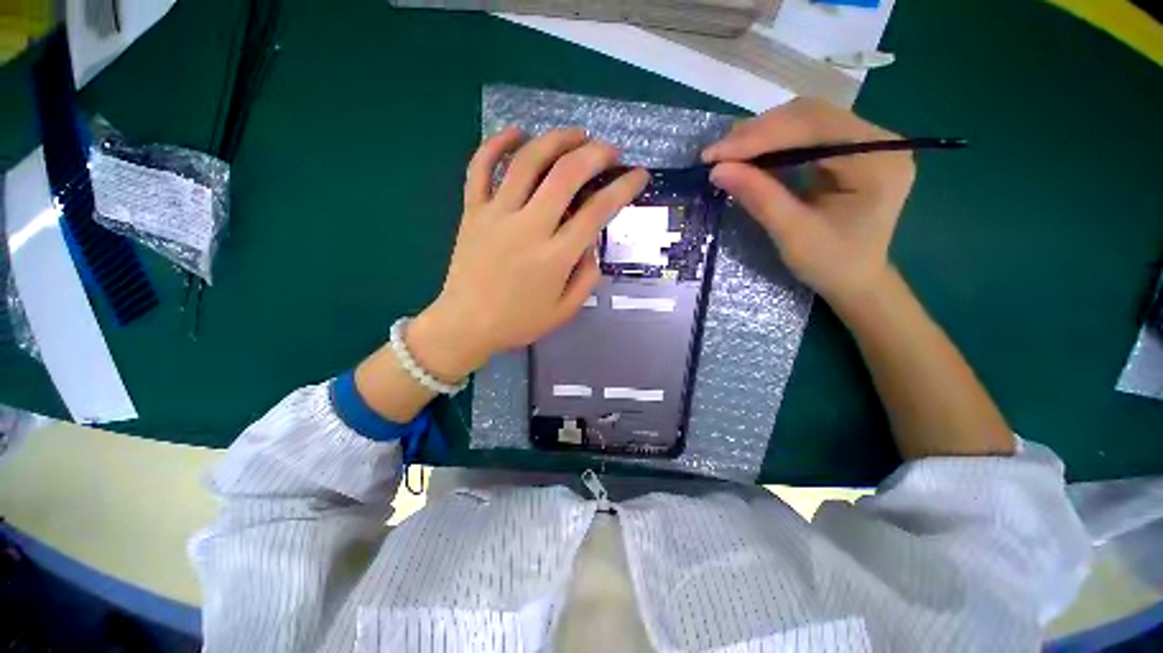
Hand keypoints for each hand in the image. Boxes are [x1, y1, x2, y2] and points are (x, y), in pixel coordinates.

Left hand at [407, 127, 648, 381]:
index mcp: (555, 256)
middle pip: (566, 174)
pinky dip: (497, 143)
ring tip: (576, 134)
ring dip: (556, 139)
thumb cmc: (518, 322)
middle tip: (609, 151)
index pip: (597, 211)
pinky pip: (480, 167)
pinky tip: (517, 132)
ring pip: (527, 161)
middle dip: (595, 154)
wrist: (466, 325)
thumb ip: (586, 278)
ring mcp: (497, 214)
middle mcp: (529, 227)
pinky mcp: (472, 211)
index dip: (623, 188)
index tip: (638, 175)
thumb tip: (591, 245)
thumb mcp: (564, 311)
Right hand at [702, 98, 914, 307]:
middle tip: (717, 153)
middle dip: (759, 132)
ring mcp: (864, 143)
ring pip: (806, 120)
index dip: (760, 136)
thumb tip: (717, 169)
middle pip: (811, 116)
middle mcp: (878, 140)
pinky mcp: (848, 151)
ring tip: (727, 154)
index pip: (814, 128)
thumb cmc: (831, 264)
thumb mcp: (793, 234)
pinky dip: (772, 143)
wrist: (856, 280)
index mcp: (878, 160)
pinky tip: (749, 155)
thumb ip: (759, 197)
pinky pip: (806, 135)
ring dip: (762, 135)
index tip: (715, 154)